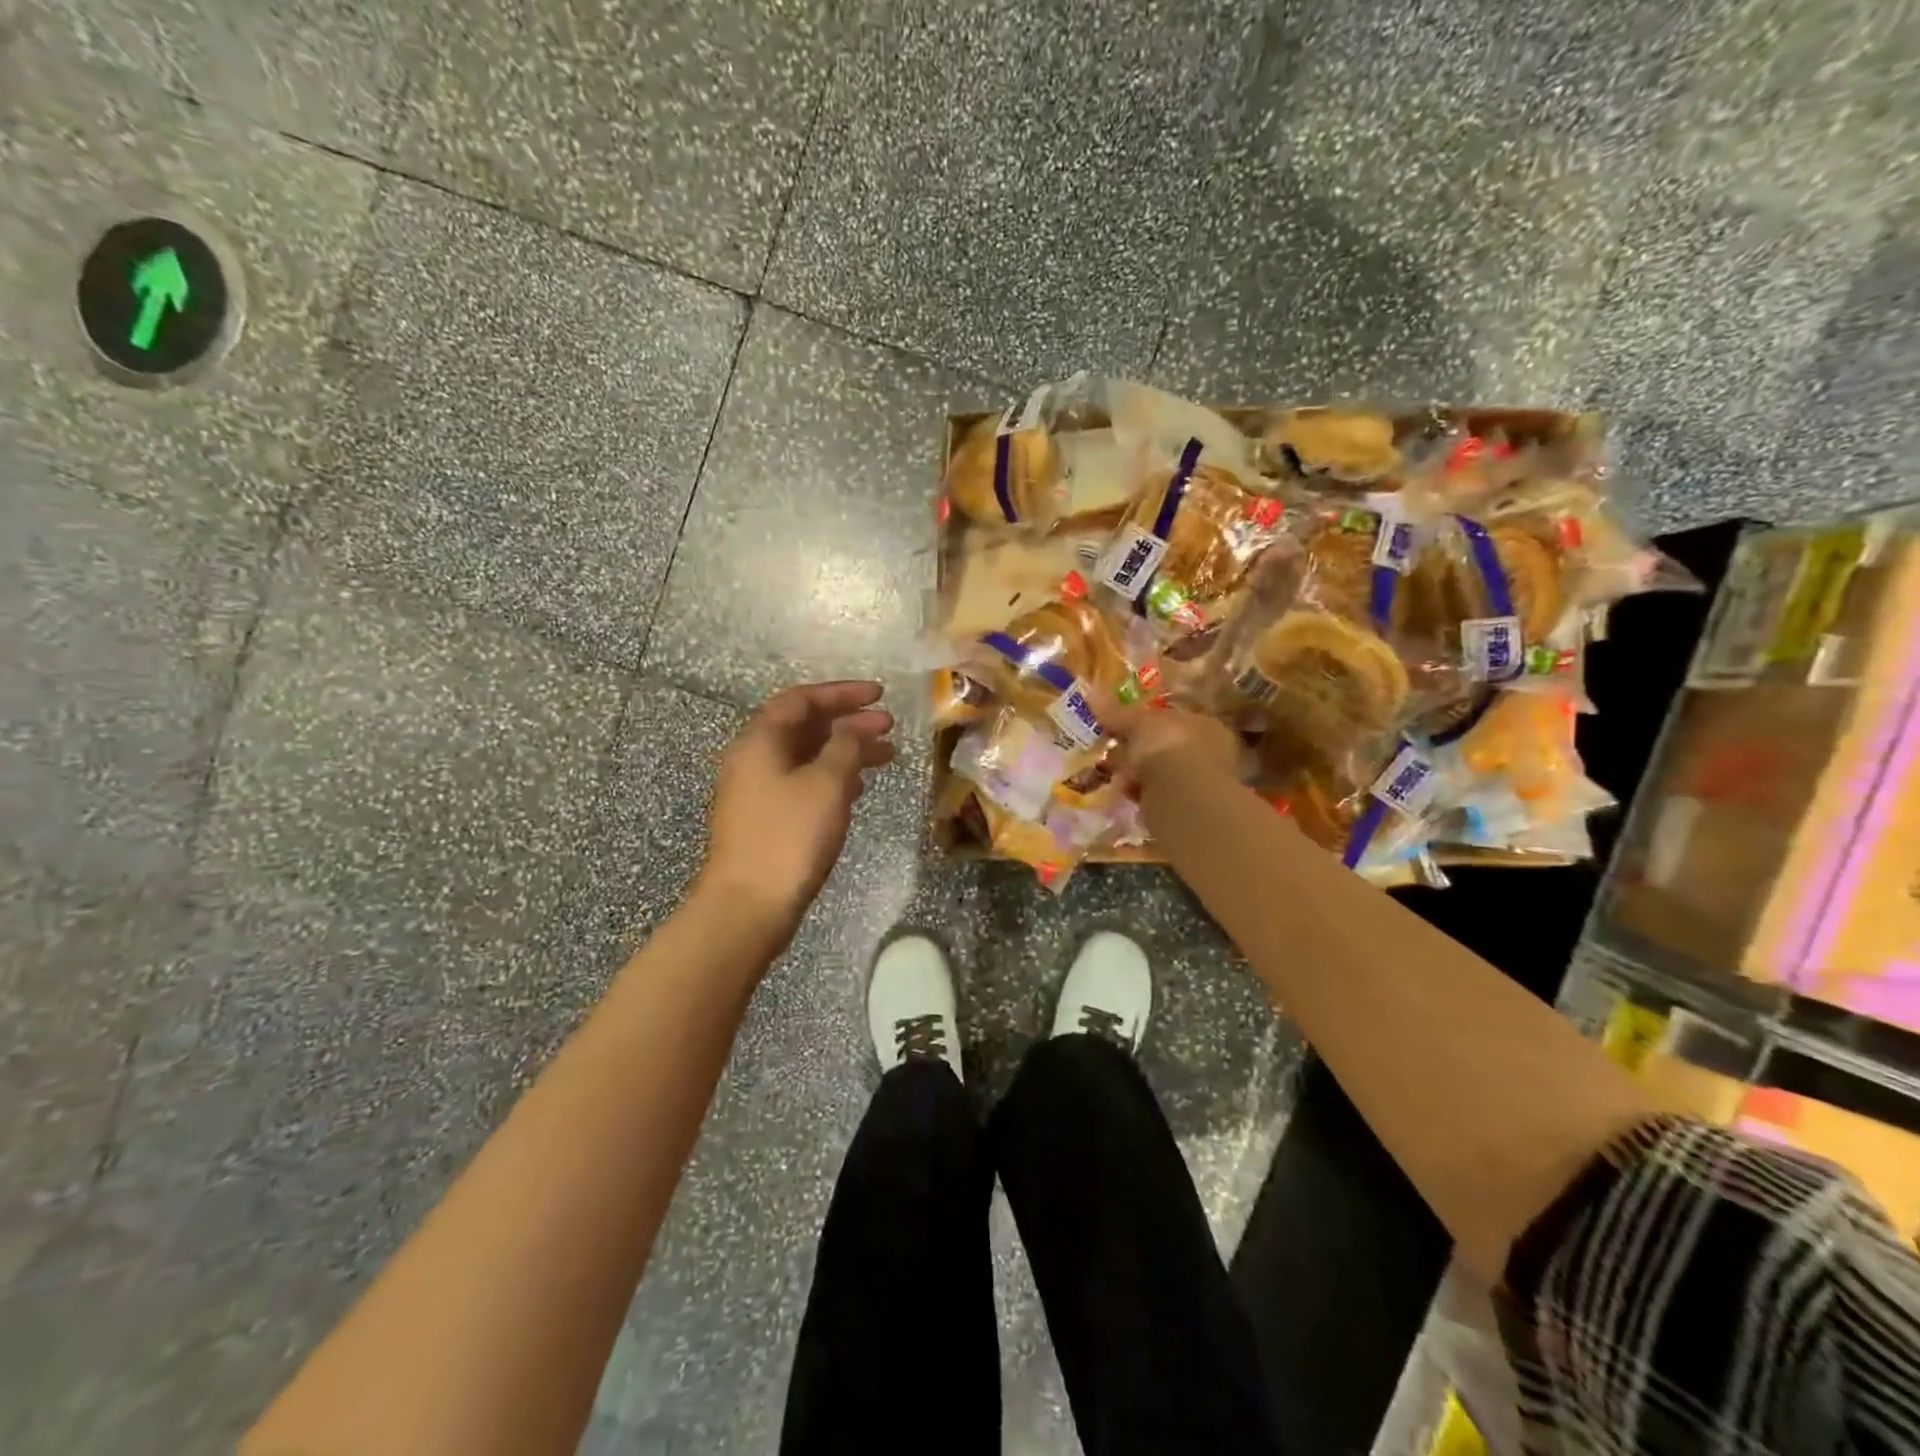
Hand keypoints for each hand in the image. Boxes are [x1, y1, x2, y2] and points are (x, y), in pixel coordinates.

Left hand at [699, 680, 895, 925]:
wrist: (749, 904)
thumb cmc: (789, 836)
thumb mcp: (826, 784)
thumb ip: (845, 747)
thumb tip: (854, 730)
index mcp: (760, 741)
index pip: (801, 700)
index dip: (841, 693)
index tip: (879, 695)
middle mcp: (753, 759)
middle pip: (803, 727)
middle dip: (847, 722)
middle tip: (888, 725)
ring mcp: (756, 791)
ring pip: (806, 756)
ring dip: (844, 751)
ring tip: (884, 755)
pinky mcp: (765, 819)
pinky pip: (802, 782)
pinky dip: (831, 777)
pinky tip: (857, 788)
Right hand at [1089, 690, 1240, 794]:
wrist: (1182, 796)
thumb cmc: (1167, 746)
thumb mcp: (1137, 722)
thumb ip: (1116, 712)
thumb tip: (1091, 692)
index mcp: (1204, 724)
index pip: (1171, 719)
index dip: (1143, 723)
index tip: (1118, 729)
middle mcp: (1208, 752)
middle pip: (1163, 747)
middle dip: (1135, 751)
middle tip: (1111, 753)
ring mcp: (1199, 783)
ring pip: (1158, 773)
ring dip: (1135, 775)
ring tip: (1115, 776)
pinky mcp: (1186, 809)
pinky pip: (1155, 796)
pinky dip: (1139, 795)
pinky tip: (1126, 794)